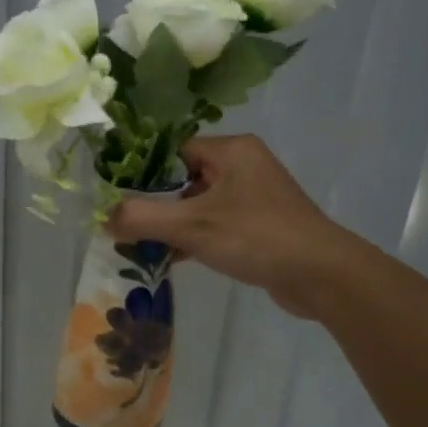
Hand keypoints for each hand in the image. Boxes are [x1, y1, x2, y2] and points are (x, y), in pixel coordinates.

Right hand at [107, 134, 348, 319]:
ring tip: (139, 246)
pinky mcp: (259, 224)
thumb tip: (105, 218)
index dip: (141, 172)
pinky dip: (193, 238)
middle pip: (182, 178)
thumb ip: (142, 219)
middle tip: (123, 226)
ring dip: (171, 225)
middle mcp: (243, 165)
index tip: (115, 196)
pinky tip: (171, 260)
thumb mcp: (191, 225)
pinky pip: (215, 224)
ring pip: (198, 204)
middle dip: (153, 203)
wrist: (322, 275)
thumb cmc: (256, 237)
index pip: (172, 150)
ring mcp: (253, 196)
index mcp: (230, 150)